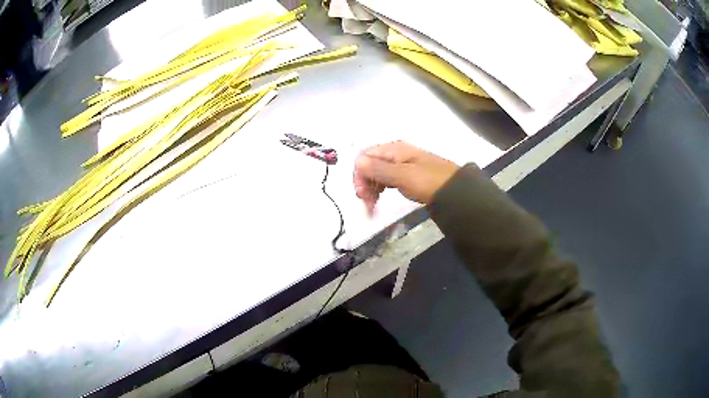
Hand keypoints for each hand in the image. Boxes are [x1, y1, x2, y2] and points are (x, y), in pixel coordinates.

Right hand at [354, 141, 458, 211]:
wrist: (456, 191)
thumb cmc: (429, 182)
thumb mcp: (403, 176)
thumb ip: (379, 169)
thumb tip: (357, 161)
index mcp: (394, 149)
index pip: (365, 156)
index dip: (359, 174)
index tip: (362, 194)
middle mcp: (396, 153)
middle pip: (370, 164)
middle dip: (364, 182)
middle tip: (367, 202)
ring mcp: (402, 164)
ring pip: (378, 172)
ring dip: (371, 187)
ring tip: (373, 204)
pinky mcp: (408, 174)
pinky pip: (388, 178)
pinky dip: (381, 188)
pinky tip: (381, 198)